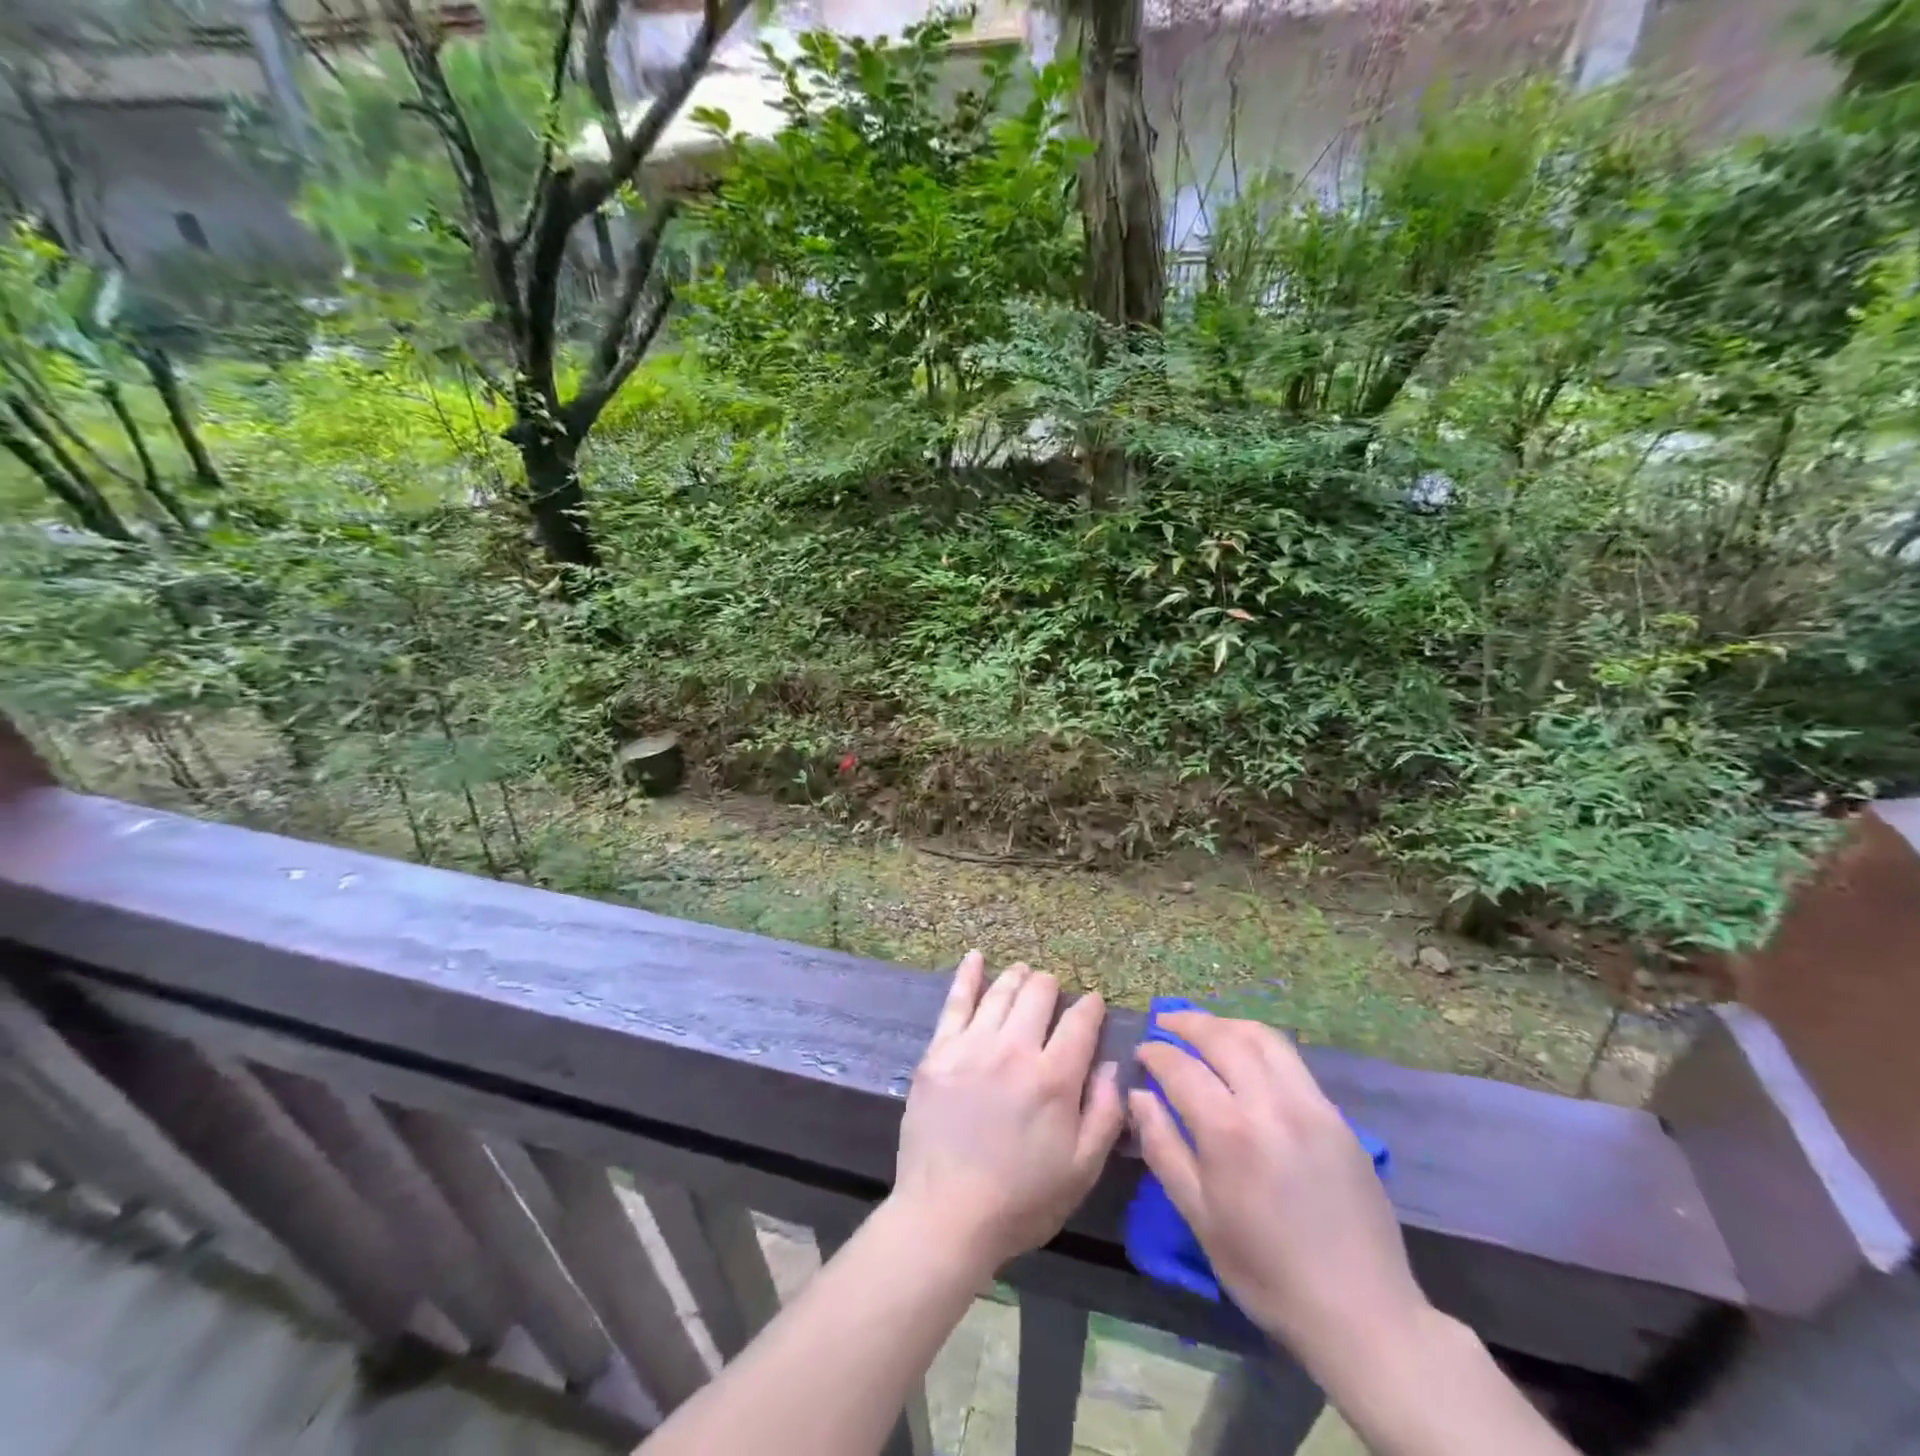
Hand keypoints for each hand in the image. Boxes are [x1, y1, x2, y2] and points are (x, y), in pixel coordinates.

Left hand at [892, 951, 1123, 1274]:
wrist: (946, 1215)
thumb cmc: (1021, 1200)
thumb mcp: (1081, 1170)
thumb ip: (1105, 1113)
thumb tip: (1113, 1064)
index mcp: (1054, 1078)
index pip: (1080, 1022)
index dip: (1091, 1007)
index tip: (1093, 1003)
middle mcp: (1015, 1050)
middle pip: (1039, 995)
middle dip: (1053, 987)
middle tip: (1054, 993)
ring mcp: (972, 1046)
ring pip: (1002, 992)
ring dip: (1019, 977)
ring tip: (1025, 973)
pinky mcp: (939, 1052)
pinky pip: (955, 1002)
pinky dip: (968, 975)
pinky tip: (976, 957)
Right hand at [1130, 1014, 1429, 1374]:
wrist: (1363, 1313)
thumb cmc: (1267, 1272)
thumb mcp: (1199, 1218)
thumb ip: (1163, 1148)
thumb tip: (1138, 1096)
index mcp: (1229, 1132)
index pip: (1180, 1067)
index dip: (1155, 1053)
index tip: (1141, 1052)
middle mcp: (1269, 1103)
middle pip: (1222, 1037)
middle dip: (1187, 1023)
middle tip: (1164, 1023)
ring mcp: (1309, 1104)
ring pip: (1262, 1038)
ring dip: (1226, 1025)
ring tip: (1205, 1029)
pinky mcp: (1337, 1116)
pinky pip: (1292, 1061)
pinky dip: (1260, 1045)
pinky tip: (1248, 1059)